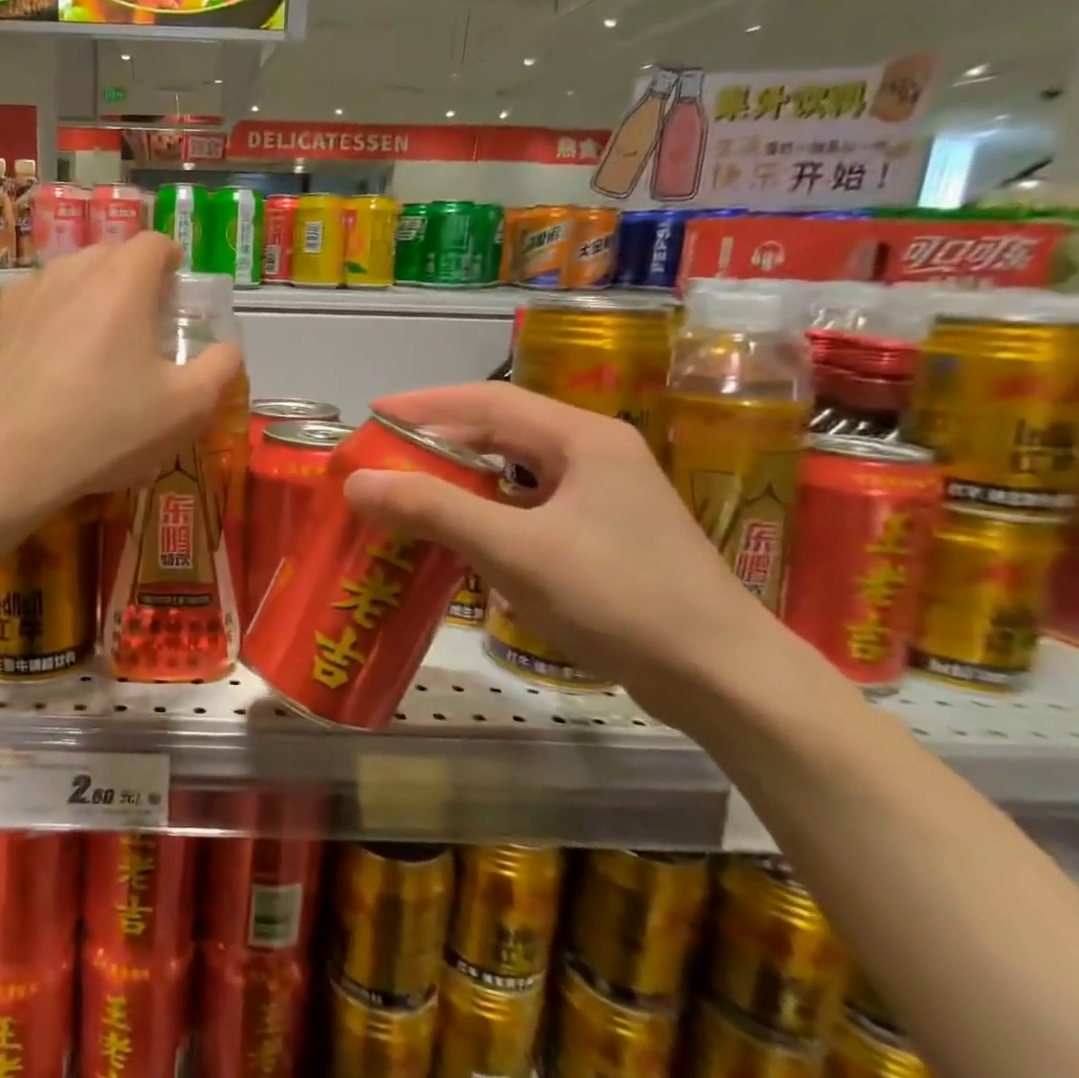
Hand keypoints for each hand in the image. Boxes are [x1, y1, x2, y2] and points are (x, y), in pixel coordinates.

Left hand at [0, 233, 242, 516]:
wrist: (0, 460)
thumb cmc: (104, 428)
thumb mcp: (185, 409)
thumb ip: (220, 368)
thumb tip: (227, 349)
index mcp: (121, 280)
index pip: (154, 242)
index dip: (172, 264)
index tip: (175, 300)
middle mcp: (68, 271)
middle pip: (109, 258)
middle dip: (131, 284)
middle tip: (141, 333)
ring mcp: (22, 296)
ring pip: (66, 282)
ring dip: (87, 303)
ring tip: (92, 354)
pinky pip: (32, 312)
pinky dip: (49, 328)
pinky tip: (48, 376)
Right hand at [342, 381, 787, 728]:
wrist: (721, 677)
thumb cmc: (618, 598)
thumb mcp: (514, 549)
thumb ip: (433, 510)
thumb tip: (357, 482)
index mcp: (582, 438)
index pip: (488, 400)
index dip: (424, 404)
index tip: (371, 415)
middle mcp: (595, 454)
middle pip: (501, 430)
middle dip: (437, 440)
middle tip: (382, 458)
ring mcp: (604, 496)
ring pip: (514, 470)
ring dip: (459, 476)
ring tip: (409, 490)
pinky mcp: (604, 535)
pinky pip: (527, 506)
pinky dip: (484, 510)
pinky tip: (459, 534)